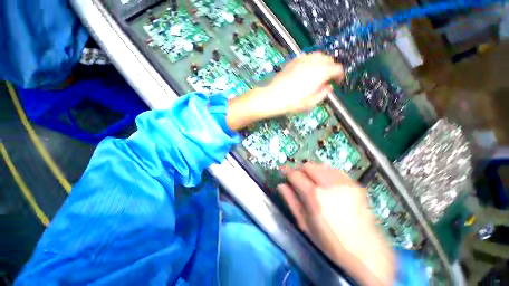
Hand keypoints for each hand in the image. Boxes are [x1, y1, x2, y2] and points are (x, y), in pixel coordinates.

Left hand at [227, 53, 343, 130]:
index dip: (339, 75)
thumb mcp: (310, 103)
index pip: (337, 68)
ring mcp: (302, 60)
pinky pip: (307, 57)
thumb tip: (328, 87)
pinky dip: (311, 61)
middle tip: (327, 79)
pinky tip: (306, 70)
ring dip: (322, 63)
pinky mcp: (293, 61)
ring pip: (318, 56)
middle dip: (331, 68)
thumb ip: (323, 94)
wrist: (273, 96)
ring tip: (318, 74)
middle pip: (329, 60)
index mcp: (321, 73)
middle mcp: (313, 62)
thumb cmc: (292, 102)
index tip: (337, 82)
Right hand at [278, 163, 394, 285]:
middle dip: (300, 170)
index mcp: (314, 195)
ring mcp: (344, 182)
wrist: (365, 251)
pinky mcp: (355, 184)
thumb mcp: (305, 224)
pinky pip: (335, 170)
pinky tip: (326, 182)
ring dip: (312, 170)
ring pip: (321, 165)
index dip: (287, 172)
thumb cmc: (330, 241)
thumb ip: (291, 201)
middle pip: (308, 165)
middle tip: (298, 178)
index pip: (295, 174)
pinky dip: (326, 172)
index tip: (283, 173)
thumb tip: (281, 185)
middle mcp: (328, 184)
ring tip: (312, 180)